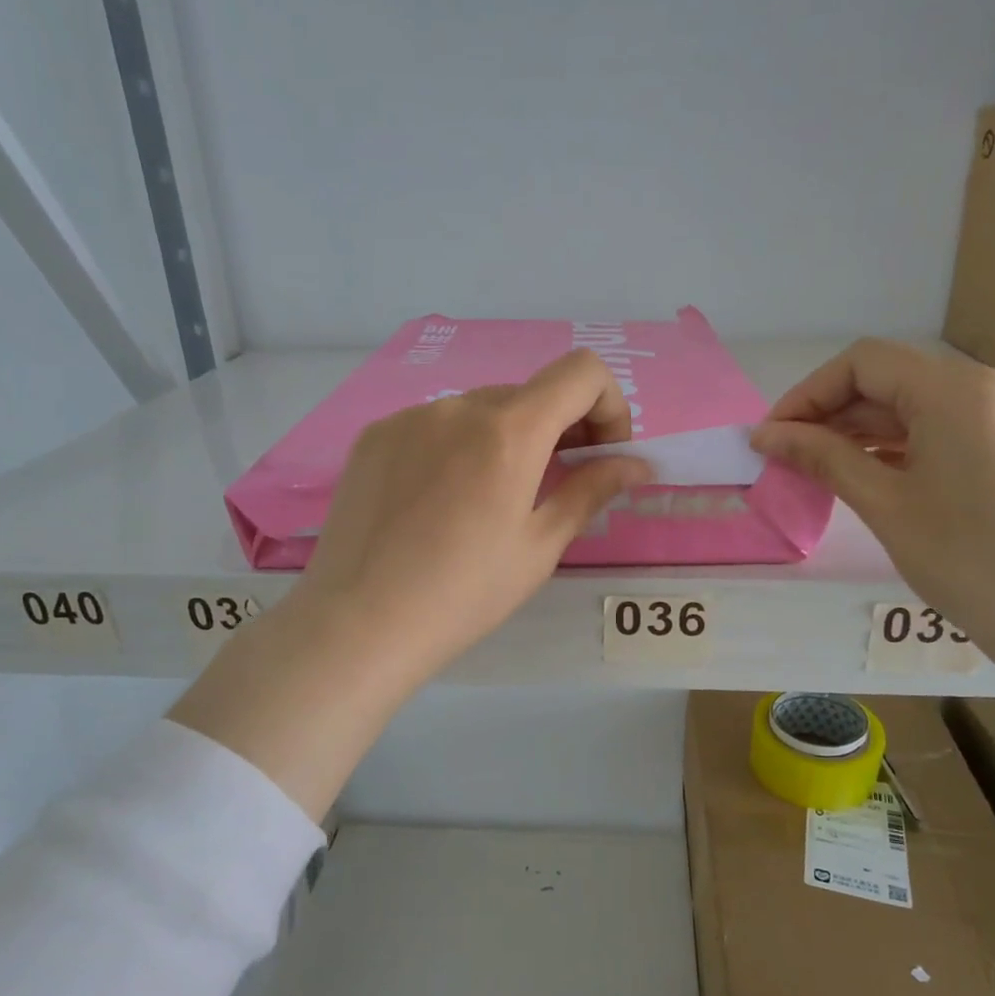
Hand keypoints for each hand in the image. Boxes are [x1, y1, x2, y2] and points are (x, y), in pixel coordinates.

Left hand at [296, 349, 652, 678]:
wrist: (358, 623)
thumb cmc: (464, 594)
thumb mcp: (539, 547)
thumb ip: (590, 490)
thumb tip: (635, 464)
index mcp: (509, 431)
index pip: (582, 372)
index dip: (608, 405)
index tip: (600, 455)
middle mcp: (459, 406)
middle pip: (531, 393)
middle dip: (560, 428)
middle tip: (556, 484)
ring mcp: (409, 417)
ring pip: (480, 409)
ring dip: (506, 438)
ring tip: (490, 500)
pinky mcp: (374, 436)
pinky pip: (434, 425)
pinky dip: (457, 446)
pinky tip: (439, 501)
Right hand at [751, 340, 994, 658]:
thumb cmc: (967, 563)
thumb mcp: (884, 505)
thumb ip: (823, 458)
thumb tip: (765, 435)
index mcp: (961, 391)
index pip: (864, 363)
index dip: (808, 394)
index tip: (772, 435)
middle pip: (893, 379)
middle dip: (833, 413)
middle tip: (788, 456)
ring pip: (920, 402)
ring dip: (865, 429)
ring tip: (821, 467)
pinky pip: (949, 423)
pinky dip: (904, 441)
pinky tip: (871, 470)